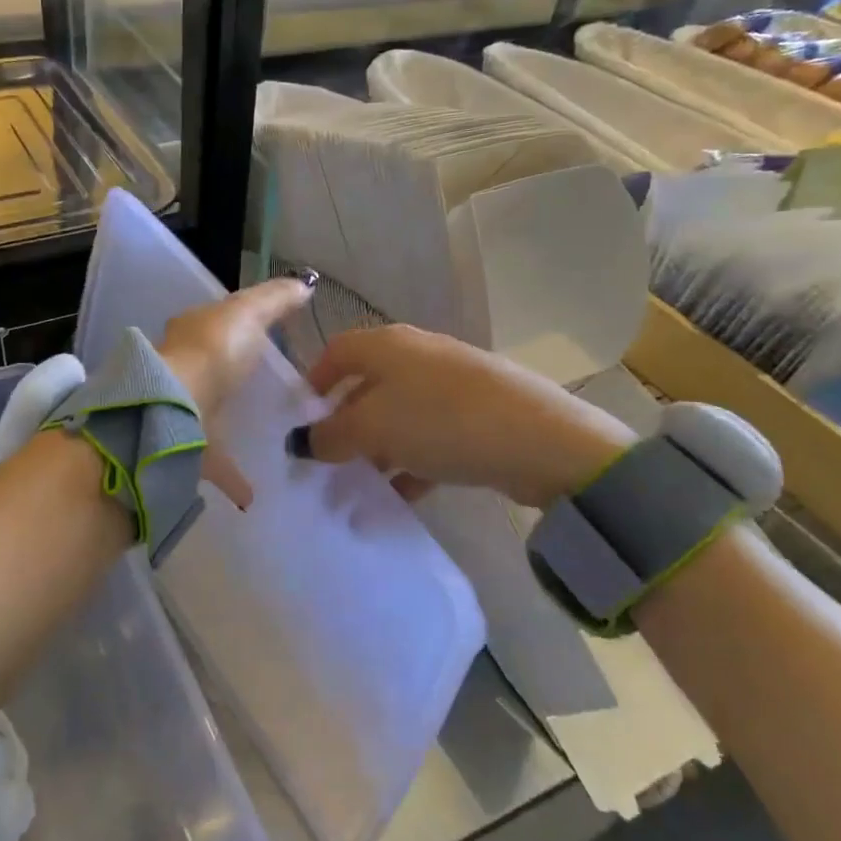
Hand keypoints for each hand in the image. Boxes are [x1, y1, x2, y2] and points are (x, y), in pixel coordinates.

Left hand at [157, 277, 312, 508]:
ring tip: (265, 436)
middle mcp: (182, 367)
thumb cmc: (212, 352)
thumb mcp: (249, 313)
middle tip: (265, 388)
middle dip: (231, 375)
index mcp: (193, 333)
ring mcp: (180, 407)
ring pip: (207, 412)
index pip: (216, 323)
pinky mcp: (184, 446)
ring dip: (228, 422)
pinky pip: (212, 460)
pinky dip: (232, 475)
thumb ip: (275, 299)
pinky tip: (252, 493)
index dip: (239, 326)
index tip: (267, 339)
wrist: (174, 407)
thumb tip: (304, 284)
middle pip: (210, 367)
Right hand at [296, 324, 634, 507]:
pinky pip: (430, 436)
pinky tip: (402, 495)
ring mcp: (451, 384)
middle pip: (367, 386)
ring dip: (377, 449)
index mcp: (387, 345)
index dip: (314, 380)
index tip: (299, 418)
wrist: (541, 439)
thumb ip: (330, 435)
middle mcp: (417, 355)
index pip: (337, 351)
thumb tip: (301, 441)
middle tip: (326, 462)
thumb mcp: (373, 428)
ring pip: (399, 415)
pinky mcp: (478, 415)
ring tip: (359, 487)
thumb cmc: (440, 420)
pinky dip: (412, 462)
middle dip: (344, 424)